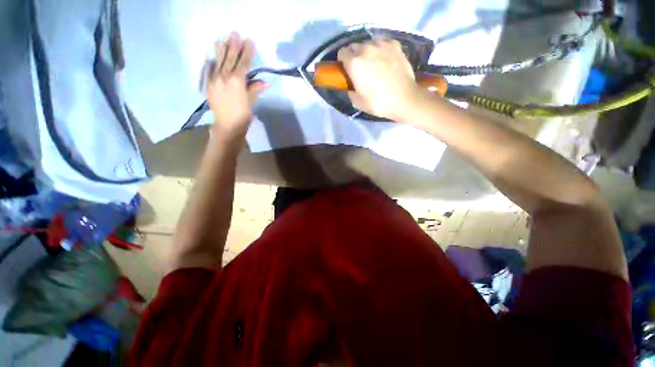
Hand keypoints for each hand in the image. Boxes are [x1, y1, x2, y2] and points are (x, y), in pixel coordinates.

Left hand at [207, 33, 266, 139]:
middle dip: (234, 46)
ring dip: (222, 50)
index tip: (250, 42)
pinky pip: (210, 70)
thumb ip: (255, 89)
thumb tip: (263, 82)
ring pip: (219, 61)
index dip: (247, 53)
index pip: (243, 63)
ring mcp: (214, 80)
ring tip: (223, 39)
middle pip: (230, 59)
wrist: (227, 126)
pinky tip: (213, 57)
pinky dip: (212, 62)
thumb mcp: (251, 102)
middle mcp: (224, 77)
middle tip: (236, 34)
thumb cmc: (242, 116)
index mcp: (237, 81)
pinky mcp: (209, 85)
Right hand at [337, 39, 420, 120]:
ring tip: (374, 63)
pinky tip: (385, 59)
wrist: (404, 98)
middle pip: (354, 46)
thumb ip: (351, 92)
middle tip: (360, 68)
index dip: (343, 61)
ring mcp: (382, 44)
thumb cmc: (379, 103)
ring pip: (369, 43)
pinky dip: (381, 49)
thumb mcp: (358, 103)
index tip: (347, 69)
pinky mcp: (395, 45)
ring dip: (368, 51)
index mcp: (354, 63)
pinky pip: (383, 42)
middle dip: (354, 55)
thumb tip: (351, 87)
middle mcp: (366, 49)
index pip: (342, 53)